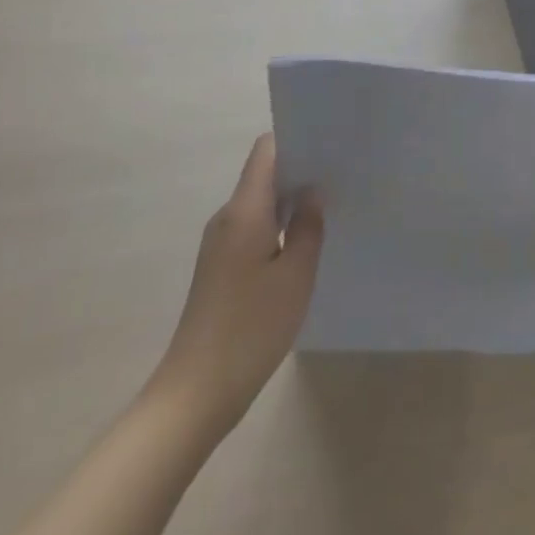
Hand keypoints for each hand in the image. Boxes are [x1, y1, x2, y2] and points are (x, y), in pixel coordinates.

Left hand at [150, 134, 323, 440]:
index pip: (266, 150)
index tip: (327, 145)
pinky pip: (253, 228)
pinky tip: (301, 247)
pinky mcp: (219, 268)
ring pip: (259, 203)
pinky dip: (277, 227)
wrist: (194, 395)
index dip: (295, 140)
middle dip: (299, 170)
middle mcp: (227, 217)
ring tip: (328, 209)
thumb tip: (313, 192)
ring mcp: (220, 244)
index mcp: (245, 210)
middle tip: (339, 175)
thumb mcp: (296, 276)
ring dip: (290, 202)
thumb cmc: (250, 329)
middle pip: (263, 174)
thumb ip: (309, 226)